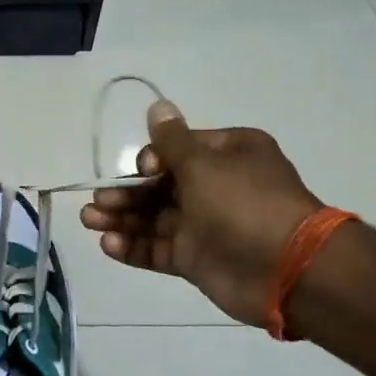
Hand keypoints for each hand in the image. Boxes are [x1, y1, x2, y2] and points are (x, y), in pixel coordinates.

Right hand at [80, 99, 322, 327]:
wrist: (287, 270)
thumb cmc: (244, 204)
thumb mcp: (204, 164)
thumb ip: (171, 141)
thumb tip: (157, 105)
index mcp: (228, 155)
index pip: (178, 150)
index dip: (152, 160)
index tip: (143, 172)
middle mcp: (216, 187)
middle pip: (159, 186)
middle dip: (126, 193)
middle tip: (97, 202)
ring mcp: (205, 226)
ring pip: (154, 219)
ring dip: (121, 218)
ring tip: (88, 220)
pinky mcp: (196, 259)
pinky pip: (158, 249)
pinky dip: (133, 246)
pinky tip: (107, 244)